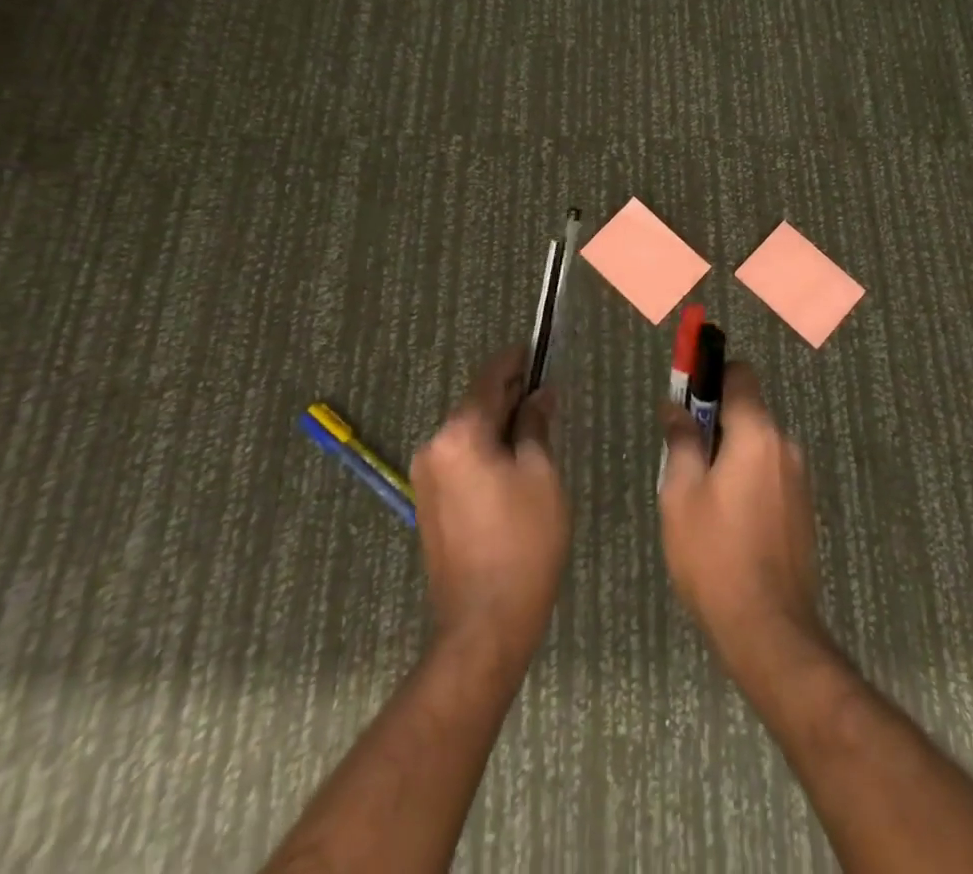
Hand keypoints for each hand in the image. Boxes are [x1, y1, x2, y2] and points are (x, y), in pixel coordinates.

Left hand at [411, 346, 569, 673]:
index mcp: (459, 434)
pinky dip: (485, 450)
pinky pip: (460, 459)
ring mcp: (426, 477)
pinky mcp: (429, 503)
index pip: (489, 379)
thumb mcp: (541, 475)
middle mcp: (434, 446)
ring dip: (499, 424)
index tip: (536, 349)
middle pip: (476, 405)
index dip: (515, 361)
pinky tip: (513, 461)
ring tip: (536, 427)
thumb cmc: (523, 543)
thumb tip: (540, 395)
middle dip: (510, 395)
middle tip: (546, 392)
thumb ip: (536, 425)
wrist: (483, 624)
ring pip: (468, 433)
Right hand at [658, 364, 825, 678]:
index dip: (711, 375)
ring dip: (729, 452)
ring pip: (757, 444)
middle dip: (715, 421)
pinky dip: (746, 476)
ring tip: (700, 495)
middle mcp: (785, 446)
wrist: (769, 630)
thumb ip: (680, 442)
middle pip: (748, 410)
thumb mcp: (680, 494)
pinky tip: (725, 519)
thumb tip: (675, 408)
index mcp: (756, 434)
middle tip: (682, 454)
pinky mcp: (802, 508)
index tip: (686, 396)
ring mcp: (798, 479)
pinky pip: (769, 472)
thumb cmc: (714, 555)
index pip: (740, 375)